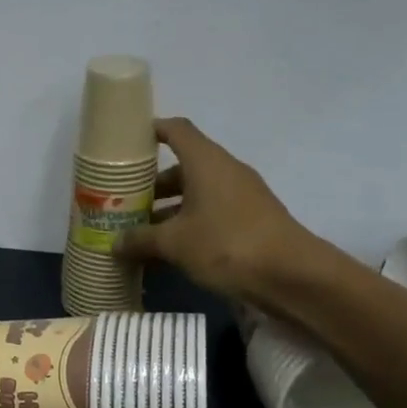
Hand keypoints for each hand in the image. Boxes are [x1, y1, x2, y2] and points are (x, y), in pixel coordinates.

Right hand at [114, 117, 331, 300]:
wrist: (292, 277)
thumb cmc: (227, 245)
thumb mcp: (175, 243)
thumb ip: (141, 240)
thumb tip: (114, 242)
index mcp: (206, 162)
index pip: (177, 130)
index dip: (153, 130)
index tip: (128, 141)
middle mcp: (225, 171)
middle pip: (184, 166)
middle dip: (154, 182)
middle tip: (125, 199)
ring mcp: (242, 196)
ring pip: (197, 193)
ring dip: (170, 208)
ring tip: (141, 230)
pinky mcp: (251, 220)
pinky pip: (211, 213)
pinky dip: (189, 224)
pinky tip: (170, 250)